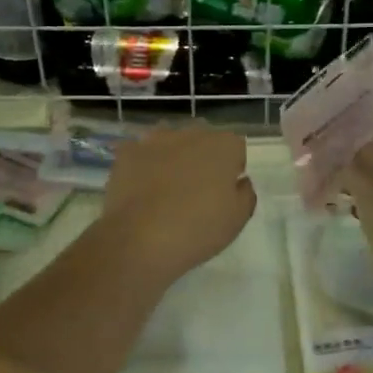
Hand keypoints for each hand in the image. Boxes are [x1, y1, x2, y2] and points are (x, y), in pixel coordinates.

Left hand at [102, 124, 255, 283]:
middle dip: (203, 157)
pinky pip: (141, 152)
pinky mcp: (127, 152)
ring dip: (173, 156)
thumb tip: (239, 181)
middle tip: (197, 189)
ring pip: (170, 140)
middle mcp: (191, 133)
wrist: (140, 240)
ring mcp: (155, 139)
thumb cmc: (198, 229)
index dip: (232, 169)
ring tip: (167, 187)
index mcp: (224, 145)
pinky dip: (143, 165)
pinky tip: (142, 188)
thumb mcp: (238, 219)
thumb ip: (245, 193)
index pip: (236, 148)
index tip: (224, 191)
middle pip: (203, 138)